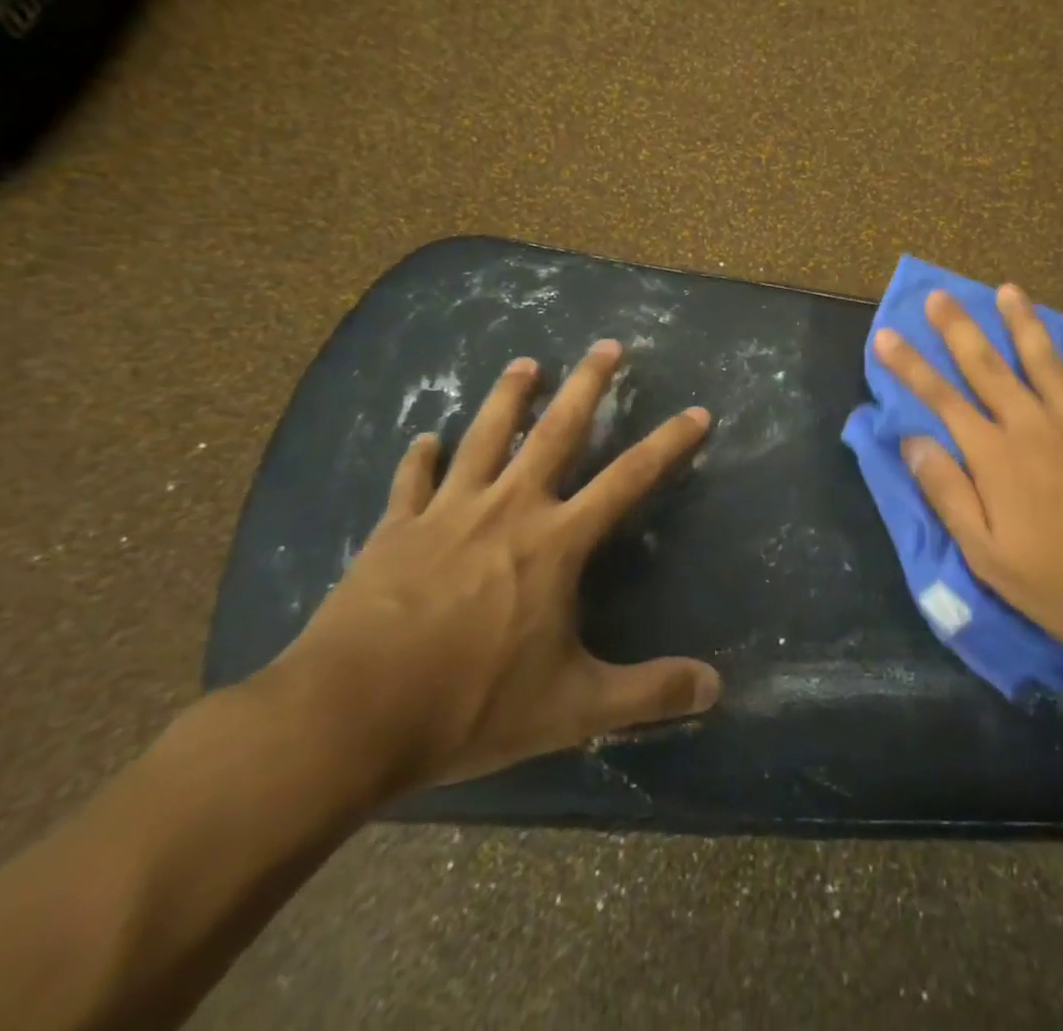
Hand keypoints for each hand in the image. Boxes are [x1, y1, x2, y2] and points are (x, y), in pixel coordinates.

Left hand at [263, 342, 720, 798]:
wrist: (345, 718)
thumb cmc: (469, 705)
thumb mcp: (572, 707)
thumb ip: (648, 693)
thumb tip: (717, 689)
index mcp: (556, 542)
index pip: (630, 478)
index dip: (669, 443)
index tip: (697, 412)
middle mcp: (508, 509)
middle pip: (556, 431)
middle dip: (586, 385)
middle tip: (606, 345)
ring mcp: (447, 514)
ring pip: (484, 437)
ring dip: (508, 397)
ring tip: (525, 362)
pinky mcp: (394, 531)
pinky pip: (411, 482)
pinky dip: (419, 457)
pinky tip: (423, 438)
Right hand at [874, 285, 1062, 667]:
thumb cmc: (1060, 583)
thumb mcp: (987, 554)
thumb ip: (948, 492)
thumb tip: (912, 441)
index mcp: (995, 457)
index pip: (941, 399)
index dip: (910, 366)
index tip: (885, 334)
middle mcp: (1032, 425)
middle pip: (987, 366)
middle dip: (958, 328)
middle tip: (938, 295)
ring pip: (1043, 359)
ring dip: (1021, 322)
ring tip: (1007, 289)